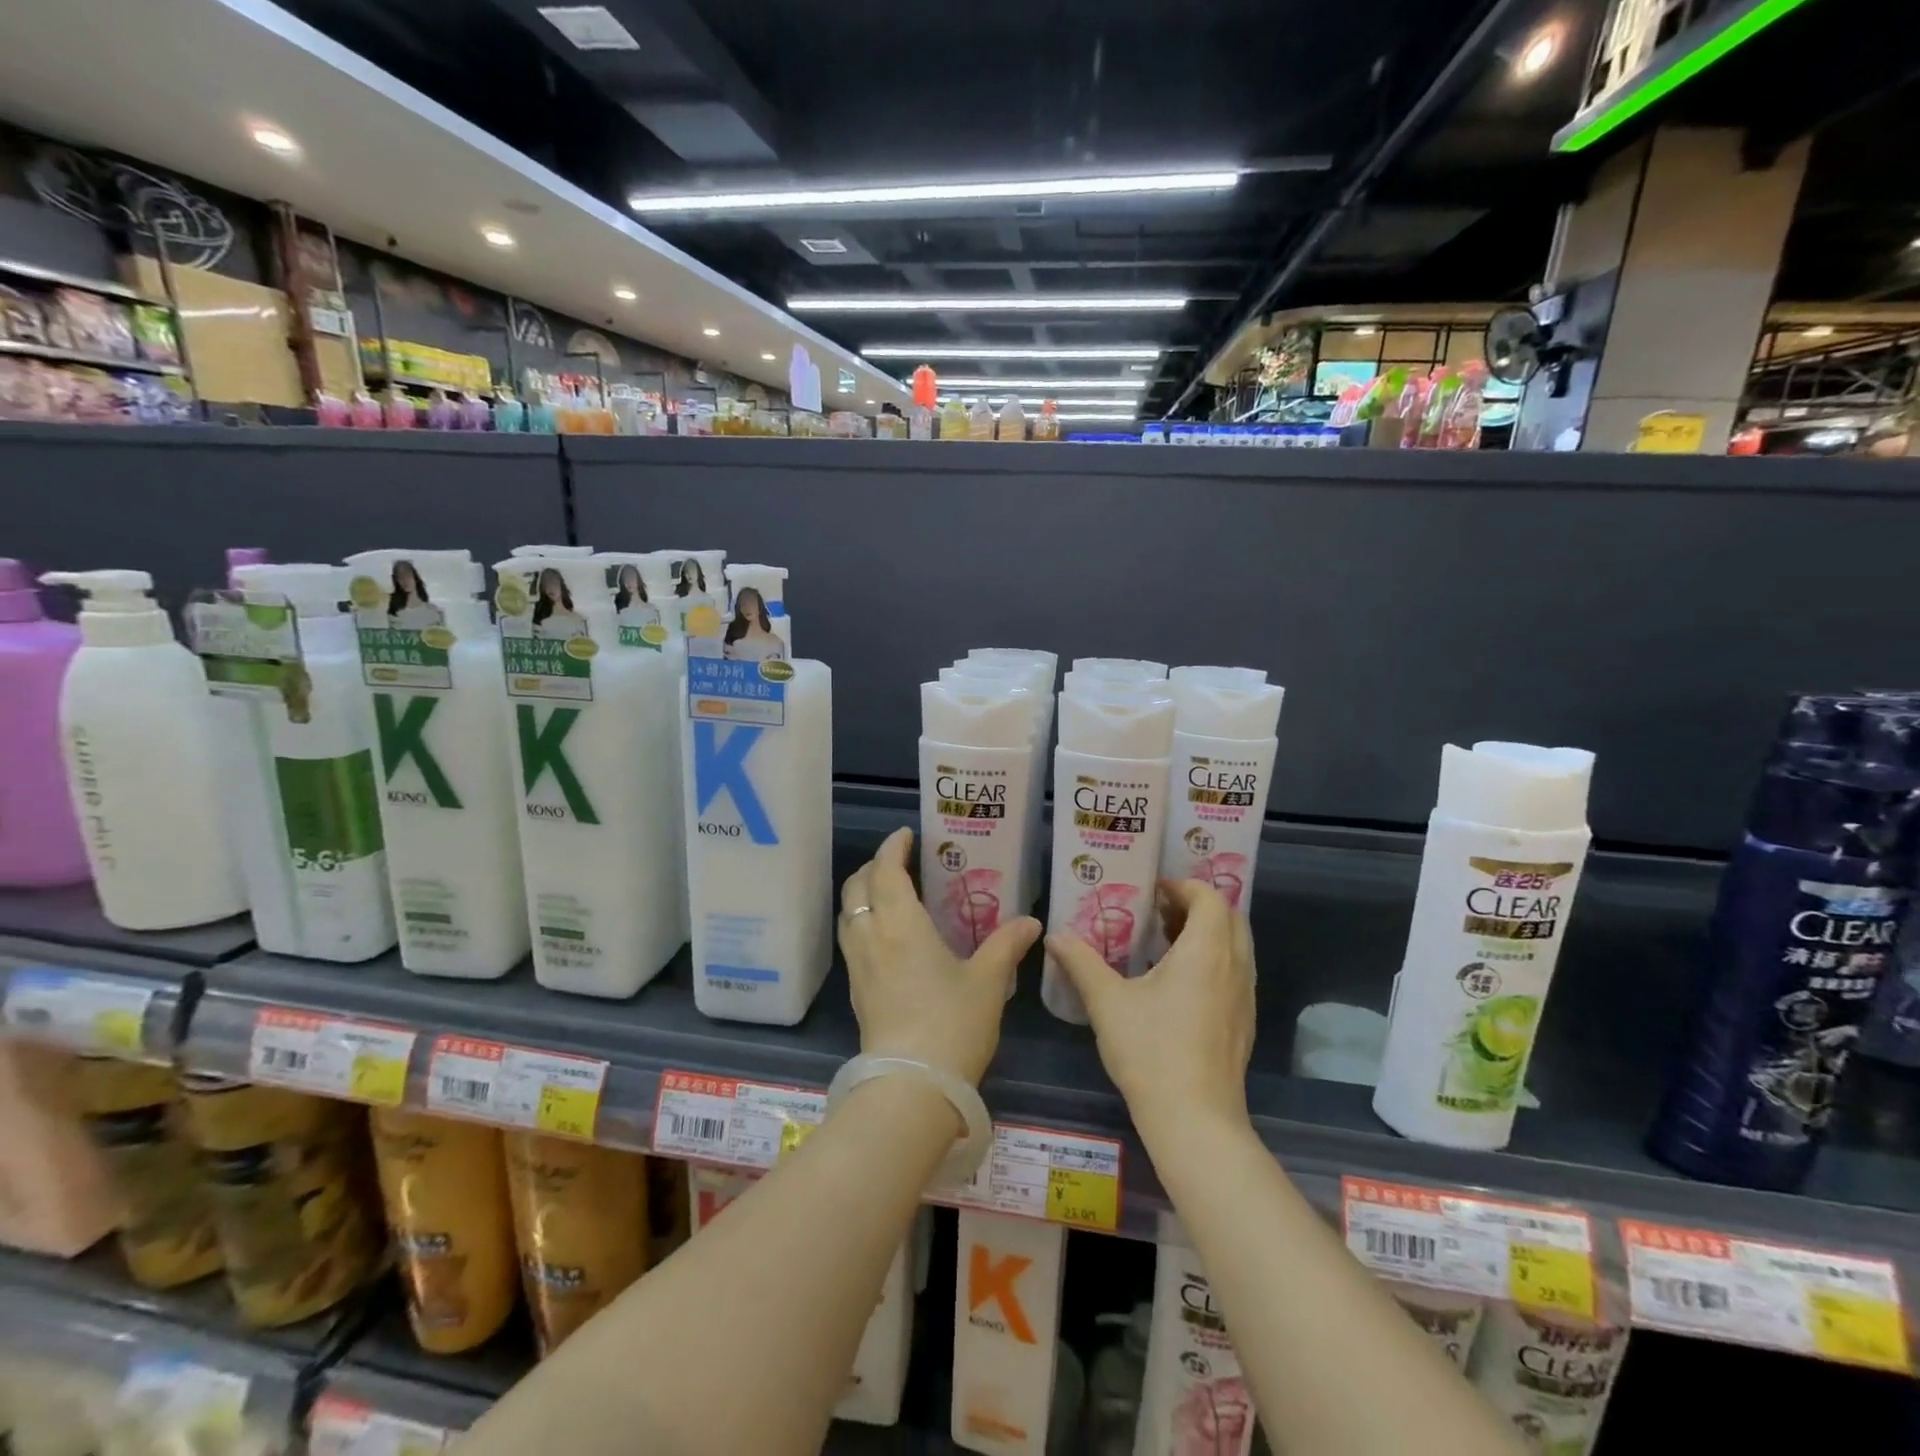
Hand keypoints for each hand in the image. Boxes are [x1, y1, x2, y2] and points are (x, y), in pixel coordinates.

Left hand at [839, 827, 1039, 1085]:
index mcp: (901, 925)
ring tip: (889, 895)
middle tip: (899, 863)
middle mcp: (872, 938)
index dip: (892, 848)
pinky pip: (851, 941)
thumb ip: (1007, 945)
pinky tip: (886, 938)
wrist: (911, 1087)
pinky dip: (862, 923)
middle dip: (872, 867)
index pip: (885, 871)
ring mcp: (859, 967)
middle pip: (856, 888)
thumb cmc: (952, 1024)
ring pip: (848, 915)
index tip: (905, 835)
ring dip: (862, 895)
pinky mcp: (856, 992)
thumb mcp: (988, 982)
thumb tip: (1031, 922)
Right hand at [1046, 878, 1254, 1140]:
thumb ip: (1081, 962)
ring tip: (1165, 942)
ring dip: (1206, 932)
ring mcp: (1244, 996)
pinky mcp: (1243, 1021)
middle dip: (1197, 905)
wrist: (1195, 1121)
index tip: (1151, 892)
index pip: (1210, 897)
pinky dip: (1213, 959)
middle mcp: (1234, 966)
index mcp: (1206, 952)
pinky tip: (1177, 983)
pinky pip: (1235, 971)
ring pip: (1235, 945)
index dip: (1183, 886)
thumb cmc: (1151, 1052)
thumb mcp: (1107, 1002)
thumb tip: (1055, 936)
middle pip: (1230, 916)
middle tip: (1158, 911)